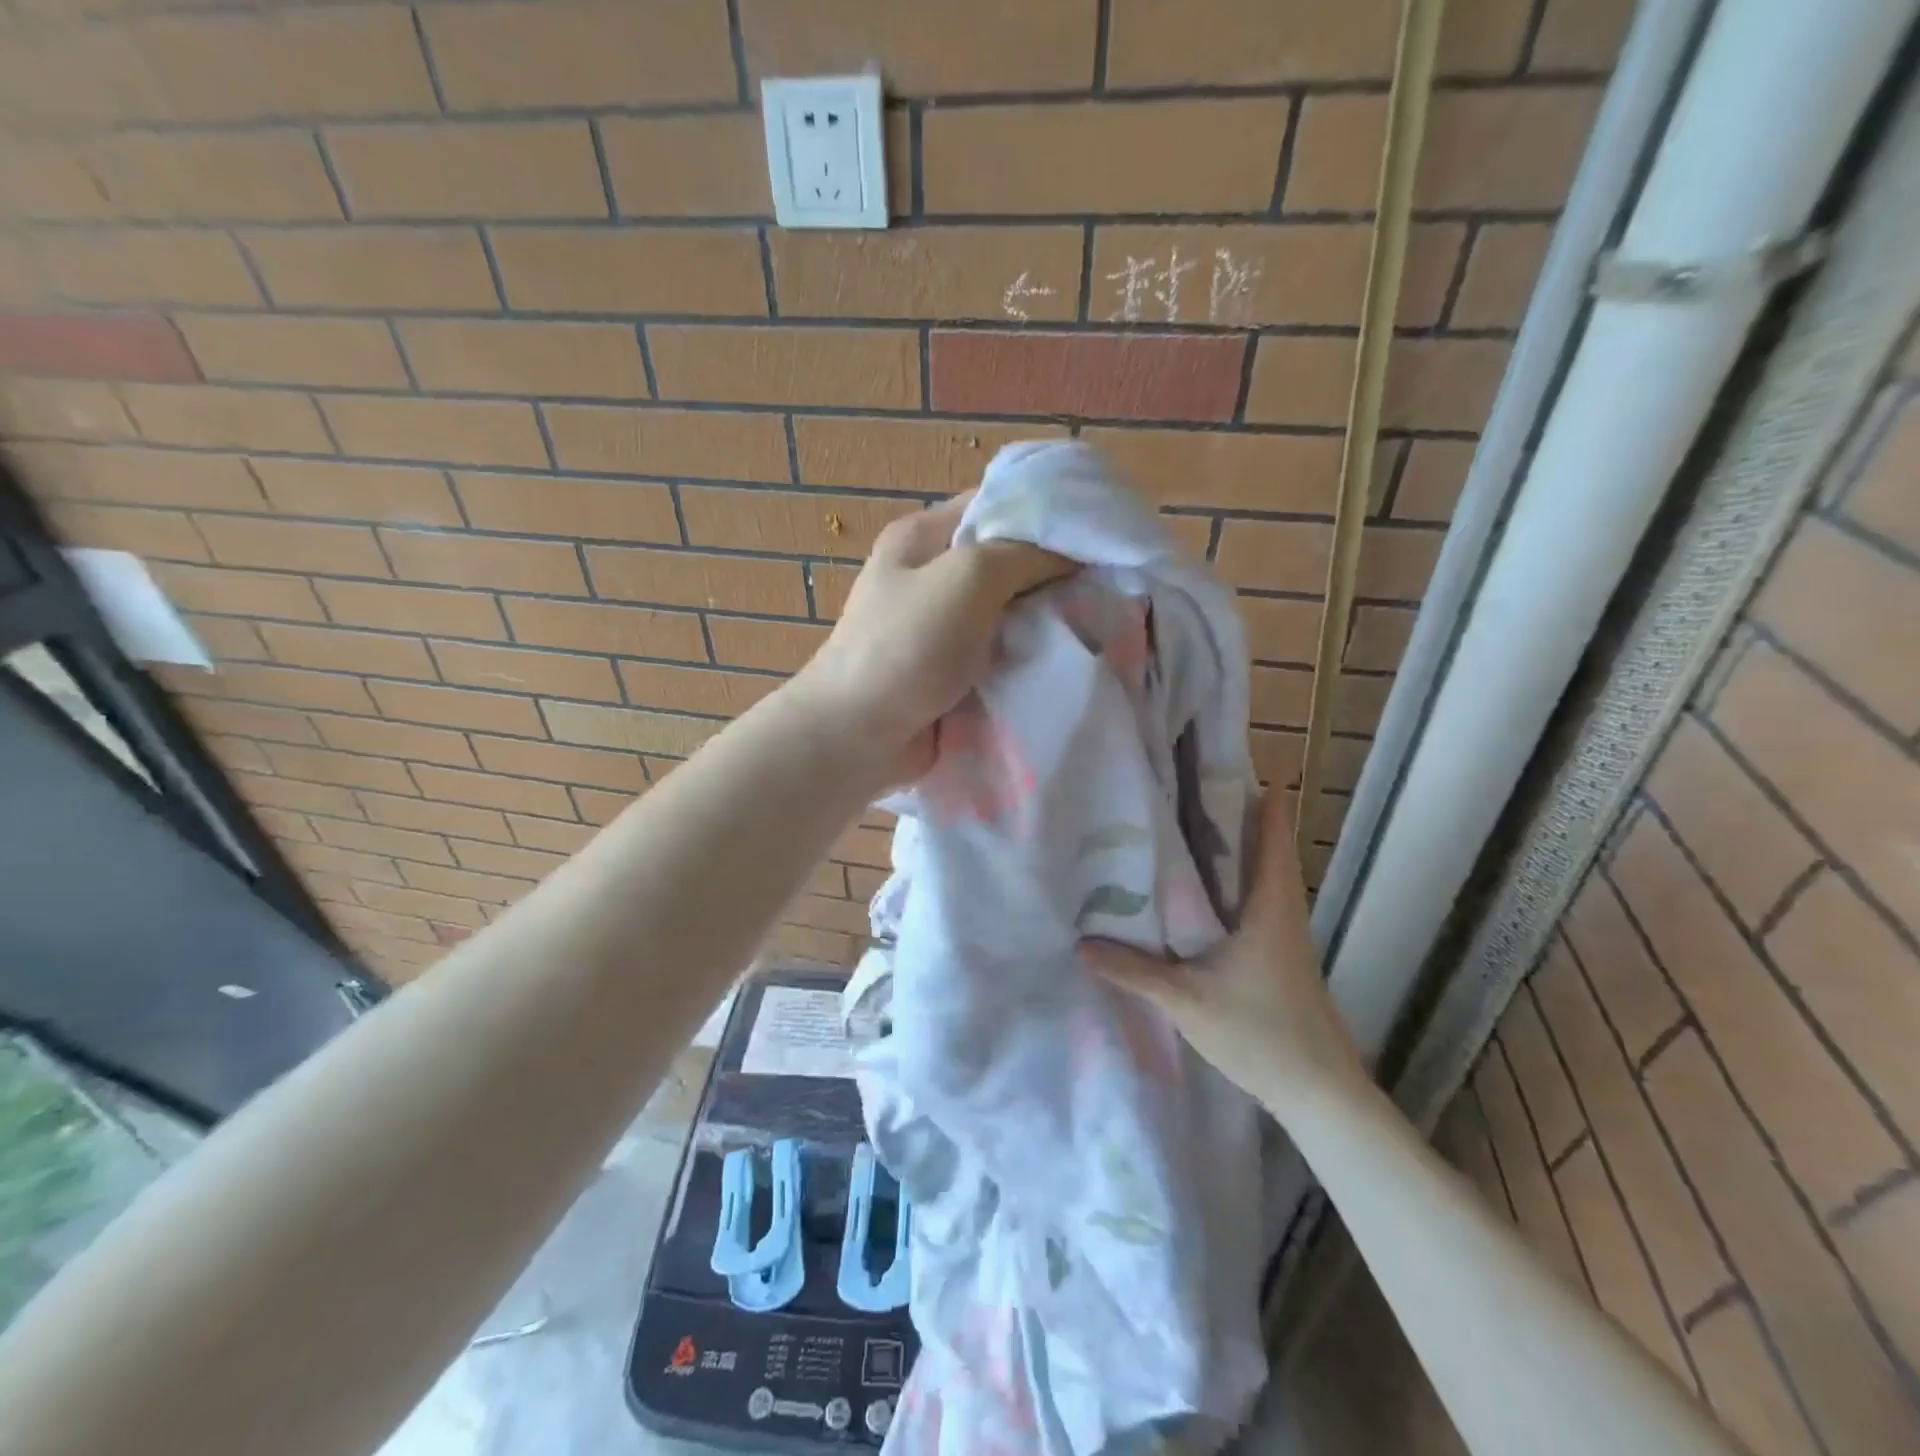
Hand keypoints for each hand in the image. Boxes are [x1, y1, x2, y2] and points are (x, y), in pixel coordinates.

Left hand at [789, 492, 1072, 786]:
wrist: (858, 736)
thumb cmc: (907, 646)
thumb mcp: (967, 578)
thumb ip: (1023, 554)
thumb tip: (1071, 552)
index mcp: (924, 537)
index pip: (995, 503)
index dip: (1046, 511)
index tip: (1097, 531)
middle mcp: (932, 575)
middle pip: (1006, 560)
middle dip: (1053, 572)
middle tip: (1106, 584)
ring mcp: (942, 627)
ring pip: (1008, 610)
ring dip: (1045, 618)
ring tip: (1097, 621)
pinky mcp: (952, 670)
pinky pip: (1001, 652)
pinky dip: (1029, 655)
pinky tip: (1066, 657)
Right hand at [1080, 791, 1369, 1117]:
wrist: (1318, 1092)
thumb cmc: (1259, 1032)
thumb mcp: (1185, 999)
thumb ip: (1133, 971)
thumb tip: (1082, 945)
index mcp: (1270, 903)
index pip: (1270, 831)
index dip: (1254, 794)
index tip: (1220, 765)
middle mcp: (1283, 908)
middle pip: (1263, 845)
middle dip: (1228, 816)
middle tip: (1179, 793)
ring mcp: (1285, 933)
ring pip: (1258, 874)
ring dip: (1229, 851)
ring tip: (1179, 834)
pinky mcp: (1280, 955)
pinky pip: (1254, 902)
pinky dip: (1229, 885)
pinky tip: (1195, 898)